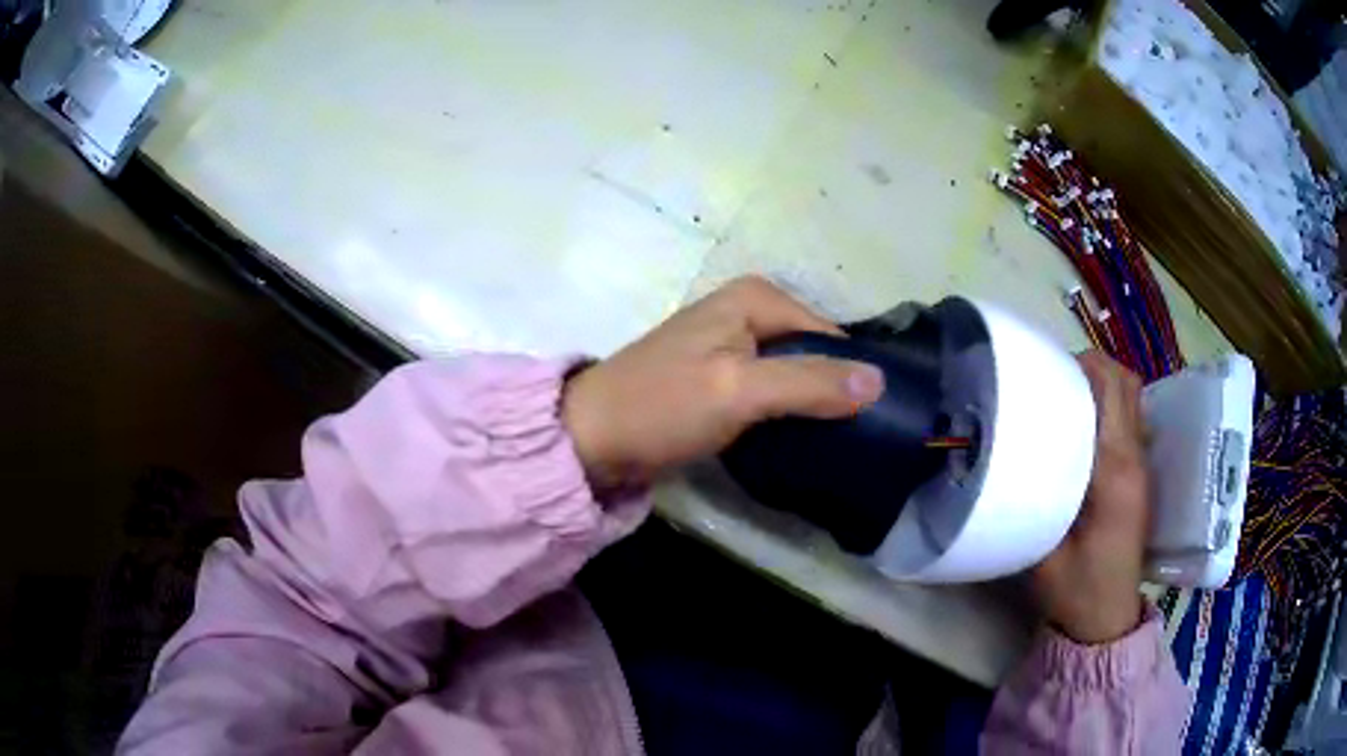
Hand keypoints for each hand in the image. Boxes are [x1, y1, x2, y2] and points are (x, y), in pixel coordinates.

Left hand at [561, 276, 885, 490]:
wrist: (593, 438)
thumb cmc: (663, 405)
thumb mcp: (740, 390)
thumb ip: (810, 383)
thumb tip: (880, 381)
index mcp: (755, 298)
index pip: (829, 334)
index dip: (853, 373)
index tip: (877, 419)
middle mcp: (747, 311)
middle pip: (813, 352)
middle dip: (834, 390)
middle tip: (860, 438)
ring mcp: (732, 346)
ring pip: (794, 373)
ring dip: (813, 405)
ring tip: (841, 445)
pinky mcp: (721, 378)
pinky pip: (771, 391)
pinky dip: (786, 413)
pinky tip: (802, 440)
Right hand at [1031, 351, 1149, 644]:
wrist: (1106, 620)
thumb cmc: (1075, 591)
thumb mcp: (1043, 551)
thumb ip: (1033, 500)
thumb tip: (1008, 457)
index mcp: (1116, 472)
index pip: (1111, 392)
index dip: (1082, 367)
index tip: (1045, 369)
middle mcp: (1135, 458)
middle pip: (1126, 384)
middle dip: (1092, 366)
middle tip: (1052, 377)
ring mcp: (1141, 465)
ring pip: (1131, 398)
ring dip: (1102, 383)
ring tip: (1066, 394)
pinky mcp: (1138, 474)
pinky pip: (1129, 418)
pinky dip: (1108, 405)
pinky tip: (1081, 424)